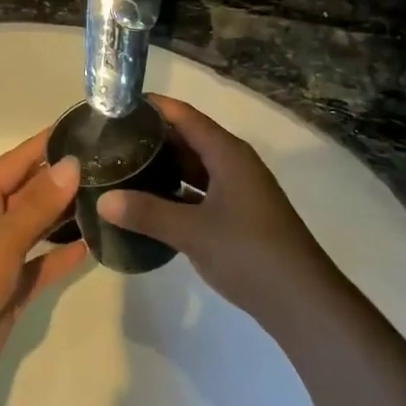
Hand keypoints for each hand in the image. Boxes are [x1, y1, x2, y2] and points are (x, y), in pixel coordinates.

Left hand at [0, 133, 90, 388]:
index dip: (49, 143)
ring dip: (66, 215)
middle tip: (110, 165)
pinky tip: (93, 245)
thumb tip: (71, 163)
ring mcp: (0, 253)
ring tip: (107, 198)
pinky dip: (63, 255)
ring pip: (39, 225)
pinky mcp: (12, 285)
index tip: (85, 128)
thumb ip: (40, 202)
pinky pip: (42, 262)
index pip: (19, 159)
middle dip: (64, 179)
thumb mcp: (3, 236)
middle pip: (31, 190)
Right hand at [96, 97, 334, 319]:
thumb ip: (146, 213)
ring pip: (195, 167)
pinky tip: (150, 202)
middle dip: (153, 137)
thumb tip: (102, 200)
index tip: (117, 104)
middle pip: (189, 138)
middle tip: (111, 138)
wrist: (303, 301)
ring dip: (164, 166)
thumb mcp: (193, 232)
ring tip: (124, 167)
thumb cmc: (249, 253)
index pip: (184, 115)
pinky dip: (177, 192)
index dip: (153, 107)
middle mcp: (234, 164)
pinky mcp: (239, 215)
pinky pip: (201, 191)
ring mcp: (239, 190)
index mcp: (227, 153)